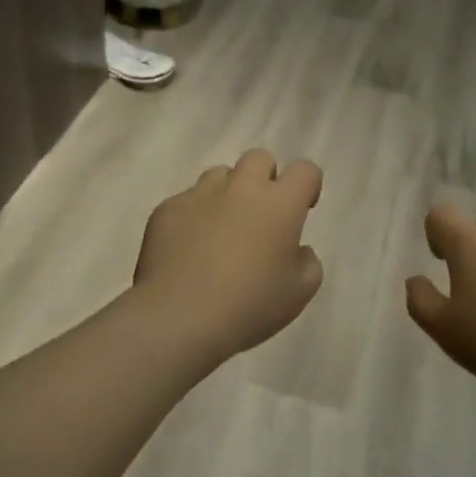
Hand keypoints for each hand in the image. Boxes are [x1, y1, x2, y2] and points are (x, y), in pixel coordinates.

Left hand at [133, 149, 324, 363]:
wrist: (178, 317)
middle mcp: (242, 187)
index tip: (302, 209)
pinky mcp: (168, 208)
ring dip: (227, 194)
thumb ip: (308, 263)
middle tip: (260, 215)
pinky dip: (193, 218)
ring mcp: (201, 194)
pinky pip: (186, 202)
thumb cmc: (248, 306)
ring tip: (220, 231)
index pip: (305, 170)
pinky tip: (187, 251)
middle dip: (264, 178)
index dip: (307, 185)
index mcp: (279, 203)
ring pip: (220, 175)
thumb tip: (297, 250)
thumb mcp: (299, 295)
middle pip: (259, 158)